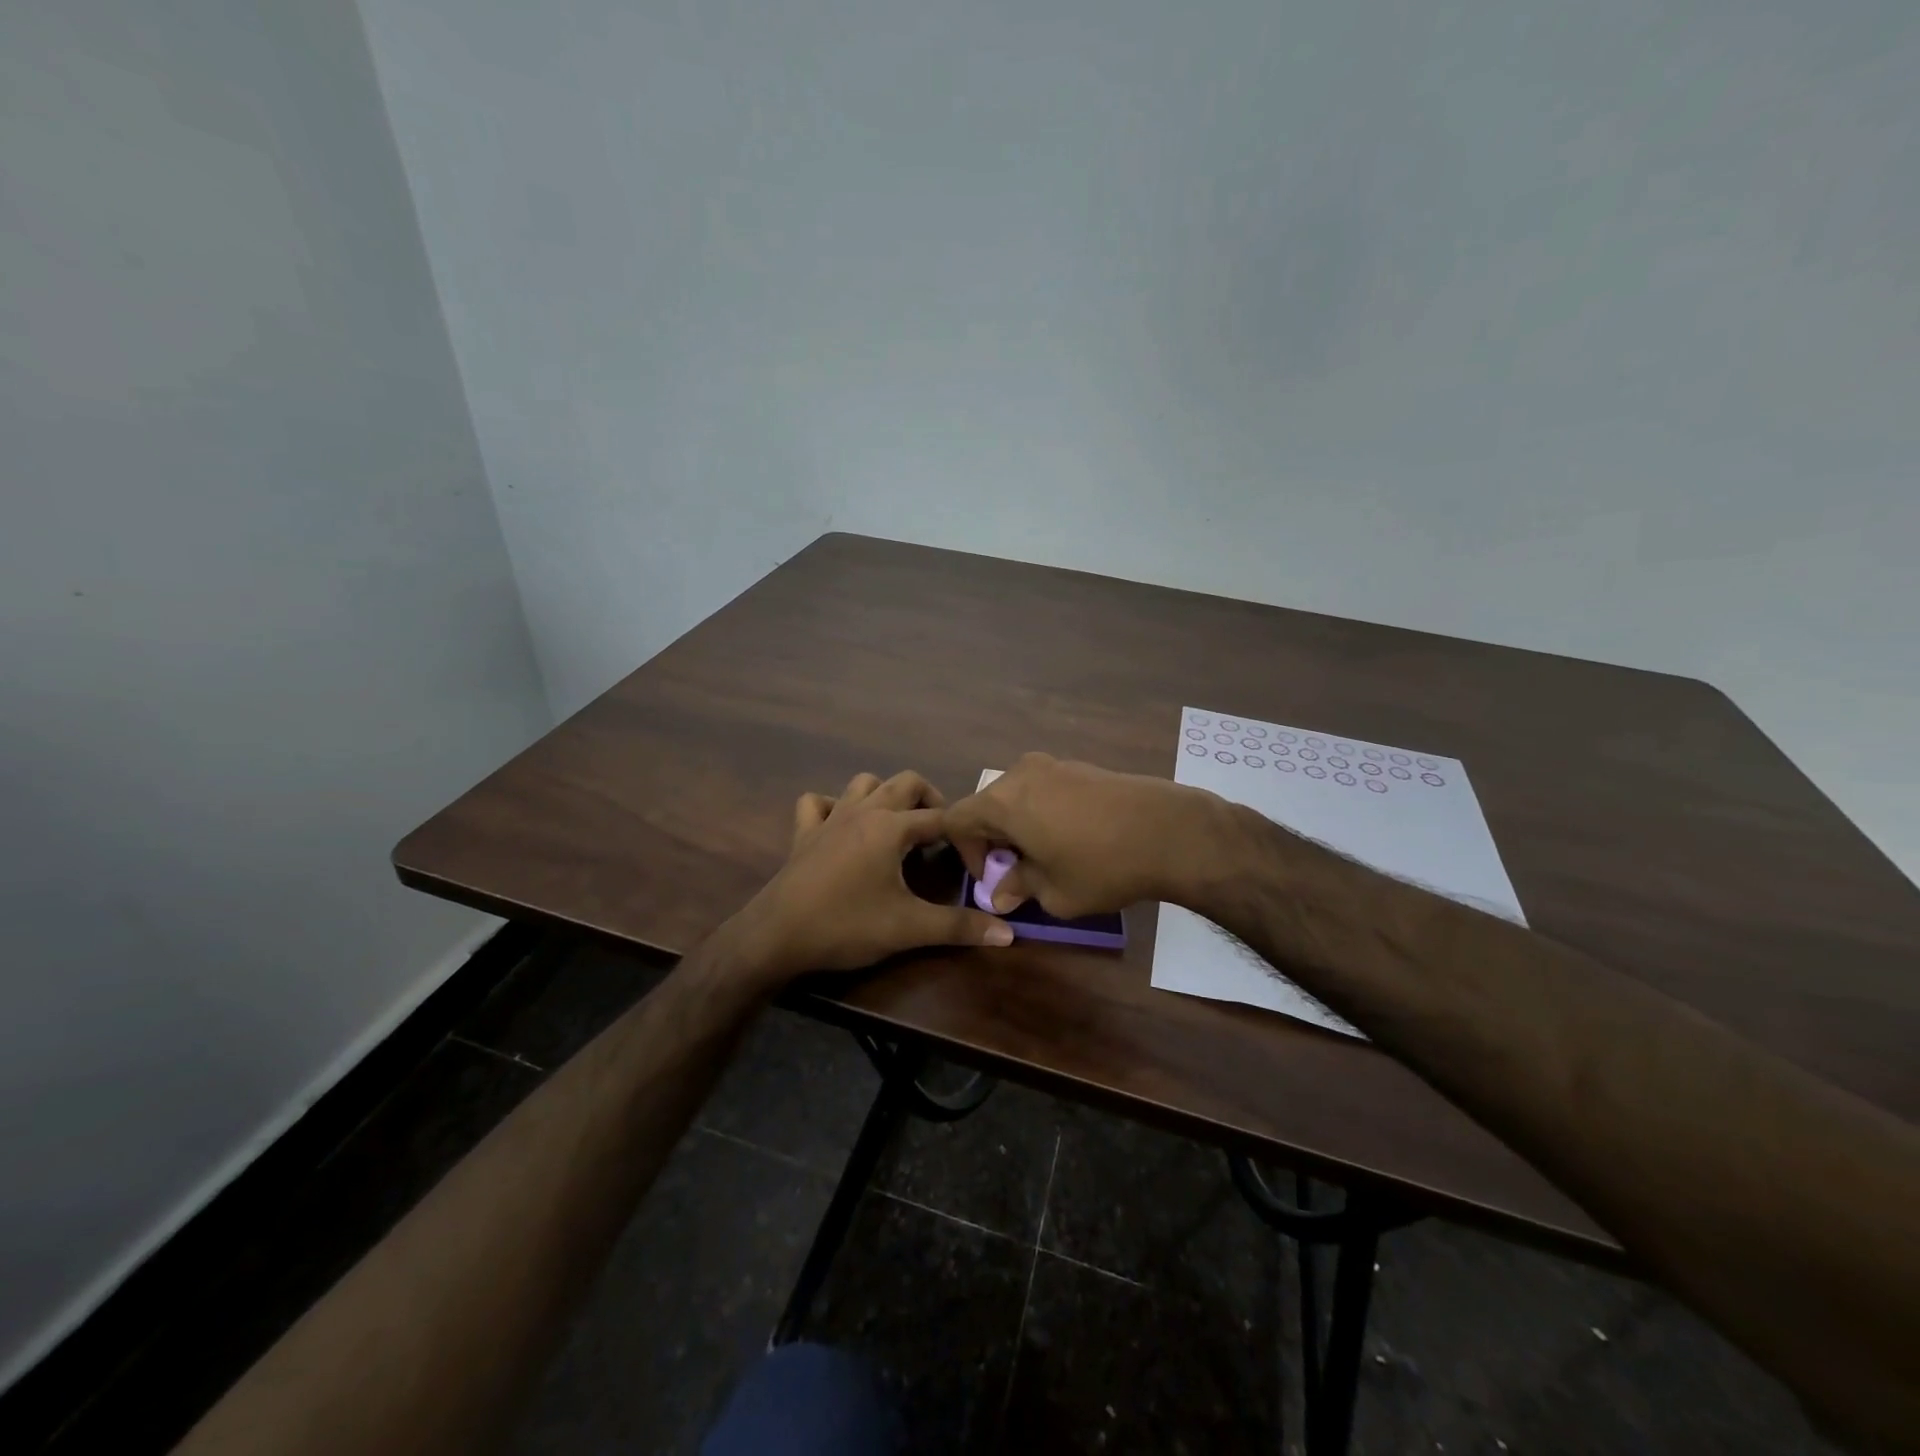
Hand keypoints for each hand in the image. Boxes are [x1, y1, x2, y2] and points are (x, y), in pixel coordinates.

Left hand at [735, 770, 1014, 983]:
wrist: (777, 936)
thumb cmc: (847, 926)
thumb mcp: (909, 928)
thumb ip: (959, 927)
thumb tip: (1008, 933)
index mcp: (891, 827)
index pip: (942, 818)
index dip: (965, 836)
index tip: (976, 861)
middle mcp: (863, 811)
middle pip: (906, 783)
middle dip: (930, 800)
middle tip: (941, 834)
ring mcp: (830, 818)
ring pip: (864, 784)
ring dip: (885, 796)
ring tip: (898, 826)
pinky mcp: (804, 833)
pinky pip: (818, 803)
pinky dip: (834, 806)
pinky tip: (842, 828)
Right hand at [941, 753, 1220, 918]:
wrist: (1169, 831)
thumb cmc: (1101, 866)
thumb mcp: (1054, 892)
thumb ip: (1019, 888)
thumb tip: (1001, 895)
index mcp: (1003, 801)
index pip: (957, 819)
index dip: (964, 852)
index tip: (993, 878)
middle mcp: (1021, 774)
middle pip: (987, 805)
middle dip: (993, 839)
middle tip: (1017, 871)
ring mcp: (1054, 765)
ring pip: (1017, 796)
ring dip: (1019, 826)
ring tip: (1047, 855)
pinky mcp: (1081, 766)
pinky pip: (1044, 789)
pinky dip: (1043, 812)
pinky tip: (1073, 837)